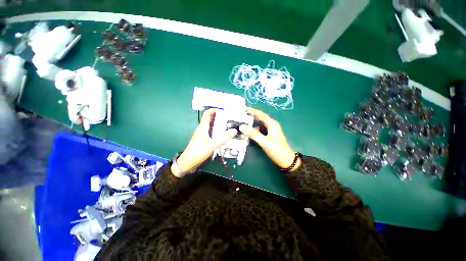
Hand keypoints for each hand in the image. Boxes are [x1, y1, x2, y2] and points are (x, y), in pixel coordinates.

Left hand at [172, 108, 237, 176]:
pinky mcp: (204, 140)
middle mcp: (202, 129)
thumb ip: (223, 138)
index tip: (224, 109)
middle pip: (210, 119)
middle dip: (219, 117)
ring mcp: (202, 134)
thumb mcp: (212, 144)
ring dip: (219, 124)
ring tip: (229, 125)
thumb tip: (234, 130)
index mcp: (203, 127)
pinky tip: (224, 135)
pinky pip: (212, 132)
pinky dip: (218, 131)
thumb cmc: (198, 151)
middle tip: (230, 117)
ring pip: (212, 126)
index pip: (207, 113)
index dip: (214, 109)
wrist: (188, 162)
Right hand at [239, 107, 300, 170]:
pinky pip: (259, 130)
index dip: (252, 111)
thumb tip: (242, 127)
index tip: (243, 109)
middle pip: (259, 118)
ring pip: (258, 124)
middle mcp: (271, 125)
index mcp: (272, 124)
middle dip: (250, 116)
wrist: (286, 160)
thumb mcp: (265, 142)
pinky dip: (253, 130)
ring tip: (241, 124)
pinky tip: (247, 133)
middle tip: (240, 116)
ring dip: (251, 124)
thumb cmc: (277, 150)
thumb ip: (254, 134)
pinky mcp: (268, 135)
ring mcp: (270, 130)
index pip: (260, 114)